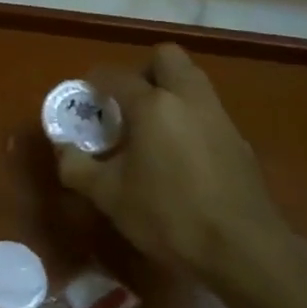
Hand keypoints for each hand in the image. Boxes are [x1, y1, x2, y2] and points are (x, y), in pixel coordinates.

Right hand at [56, 44, 282, 280]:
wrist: (244, 250)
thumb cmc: (168, 216)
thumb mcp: (109, 196)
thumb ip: (77, 167)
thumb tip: (63, 149)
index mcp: (153, 105)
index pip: (115, 75)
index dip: (94, 81)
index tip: (85, 97)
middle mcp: (188, 98)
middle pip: (166, 57)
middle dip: (143, 70)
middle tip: (127, 102)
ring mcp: (219, 117)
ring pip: (192, 81)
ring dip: (170, 91)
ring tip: (151, 127)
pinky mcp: (239, 141)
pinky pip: (208, 111)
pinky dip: (190, 117)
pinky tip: (180, 155)